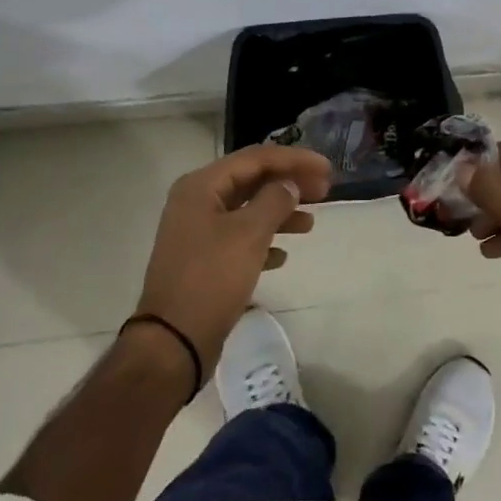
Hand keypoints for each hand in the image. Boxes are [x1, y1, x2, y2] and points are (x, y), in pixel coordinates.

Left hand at [135, 144, 332, 373]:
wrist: (173, 342)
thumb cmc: (211, 278)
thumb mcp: (249, 234)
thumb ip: (274, 201)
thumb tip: (289, 185)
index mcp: (201, 186)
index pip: (255, 158)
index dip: (294, 160)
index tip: (327, 169)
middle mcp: (196, 202)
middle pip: (252, 181)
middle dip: (289, 184)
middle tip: (325, 191)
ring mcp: (197, 232)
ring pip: (247, 210)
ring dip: (280, 212)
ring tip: (310, 224)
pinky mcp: (203, 260)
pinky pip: (240, 238)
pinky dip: (264, 240)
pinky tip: (283, 256)